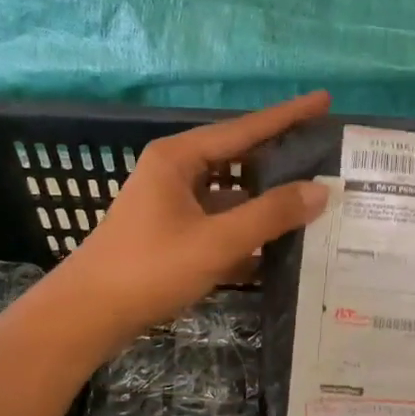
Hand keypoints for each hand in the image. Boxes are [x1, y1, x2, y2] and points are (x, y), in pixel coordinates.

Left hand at [43, 91, 332, 350]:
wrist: (88, 315)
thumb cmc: (149, 269)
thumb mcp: (216, 241)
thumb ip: (270, 214)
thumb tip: (321, 190)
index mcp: (180, 158)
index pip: (246, 128)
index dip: (288, 115)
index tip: (325, 100)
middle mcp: (176, 171)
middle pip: (240, 156)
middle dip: (282, 156)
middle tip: (327, 152)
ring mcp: (173, 201)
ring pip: (232, 191)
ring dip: (267, 197)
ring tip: (314, 197)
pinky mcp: (173, 230)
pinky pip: (220, 219)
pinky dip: (247, 226)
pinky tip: (280, 242)